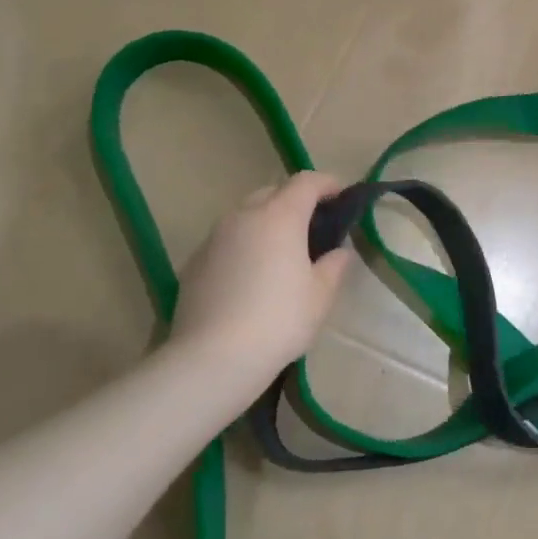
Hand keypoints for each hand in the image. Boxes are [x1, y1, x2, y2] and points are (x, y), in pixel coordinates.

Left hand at [171, 171, 354, 386]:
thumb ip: (334, 266)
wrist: (214, 356)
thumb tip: (340, 251)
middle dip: (295, 201)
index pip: (306, 182)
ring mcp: (214, 237)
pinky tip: (251, 276)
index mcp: (280, 216)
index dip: (328, 183)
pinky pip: (227, 240)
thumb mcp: (321, 296)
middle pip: (273, 192)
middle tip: (313, 226)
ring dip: (267, 222)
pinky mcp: (195, 261)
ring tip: (282, 251)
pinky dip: (244, 244)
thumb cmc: (279, 320)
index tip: (342, 195)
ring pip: (246, 215)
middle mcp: (244, 216)